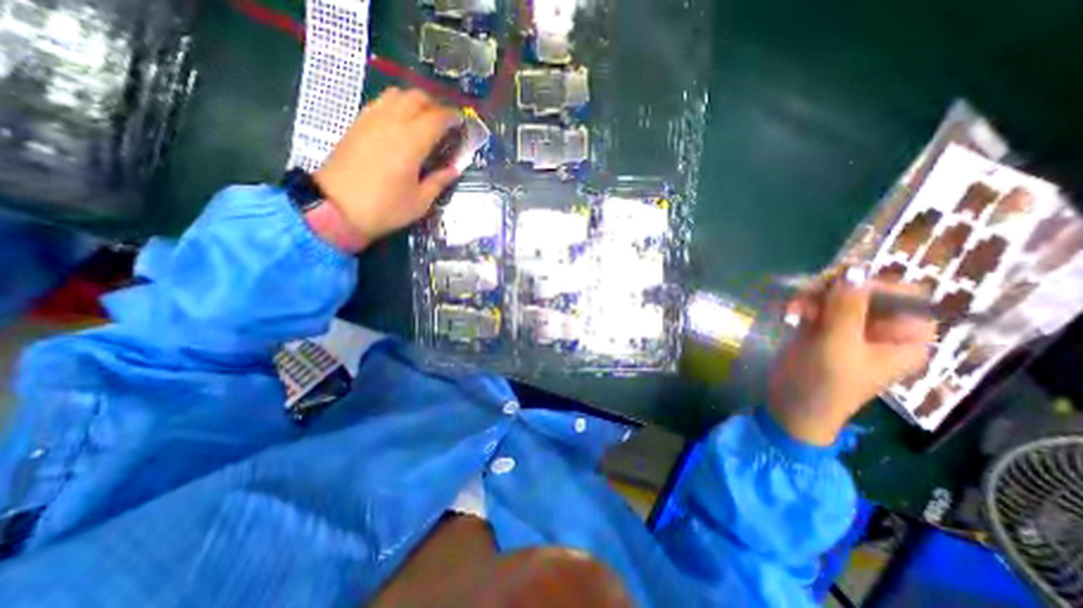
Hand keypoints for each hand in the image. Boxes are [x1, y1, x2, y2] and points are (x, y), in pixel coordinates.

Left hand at [312, 89, 465, 249]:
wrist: (336, 208)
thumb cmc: (385, 208)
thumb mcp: (420, 201)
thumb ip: (439, 181)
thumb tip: (454, 168)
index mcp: (411, 142)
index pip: (437, 117)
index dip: (453, 118)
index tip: (462, 124)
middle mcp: (391, 122)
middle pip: (417, 97)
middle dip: (435, 105)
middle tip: (445, 123)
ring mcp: (371, 120)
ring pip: (396, 94)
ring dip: (414, 102)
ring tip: (423, 121)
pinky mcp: (357, 124)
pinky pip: (380, 103)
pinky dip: (396, 106)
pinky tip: (400, 125)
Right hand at [768, 273, 939, 442]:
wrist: (793, 404)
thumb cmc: (825, 382)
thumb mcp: (838, 345)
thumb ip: (847, 308)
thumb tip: (853, 270)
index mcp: (904, 337)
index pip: (903, 295)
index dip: (873, 286)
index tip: (839, 288)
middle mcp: (879, 328)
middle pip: (864, 291)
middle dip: (834, 290)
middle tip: (806, 295)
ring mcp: (848, 326)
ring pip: (836, 294)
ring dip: (812, 296)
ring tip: (792, 308)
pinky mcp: (821, 327)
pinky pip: (816, 304)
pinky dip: (802, 304)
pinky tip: (789, 312)